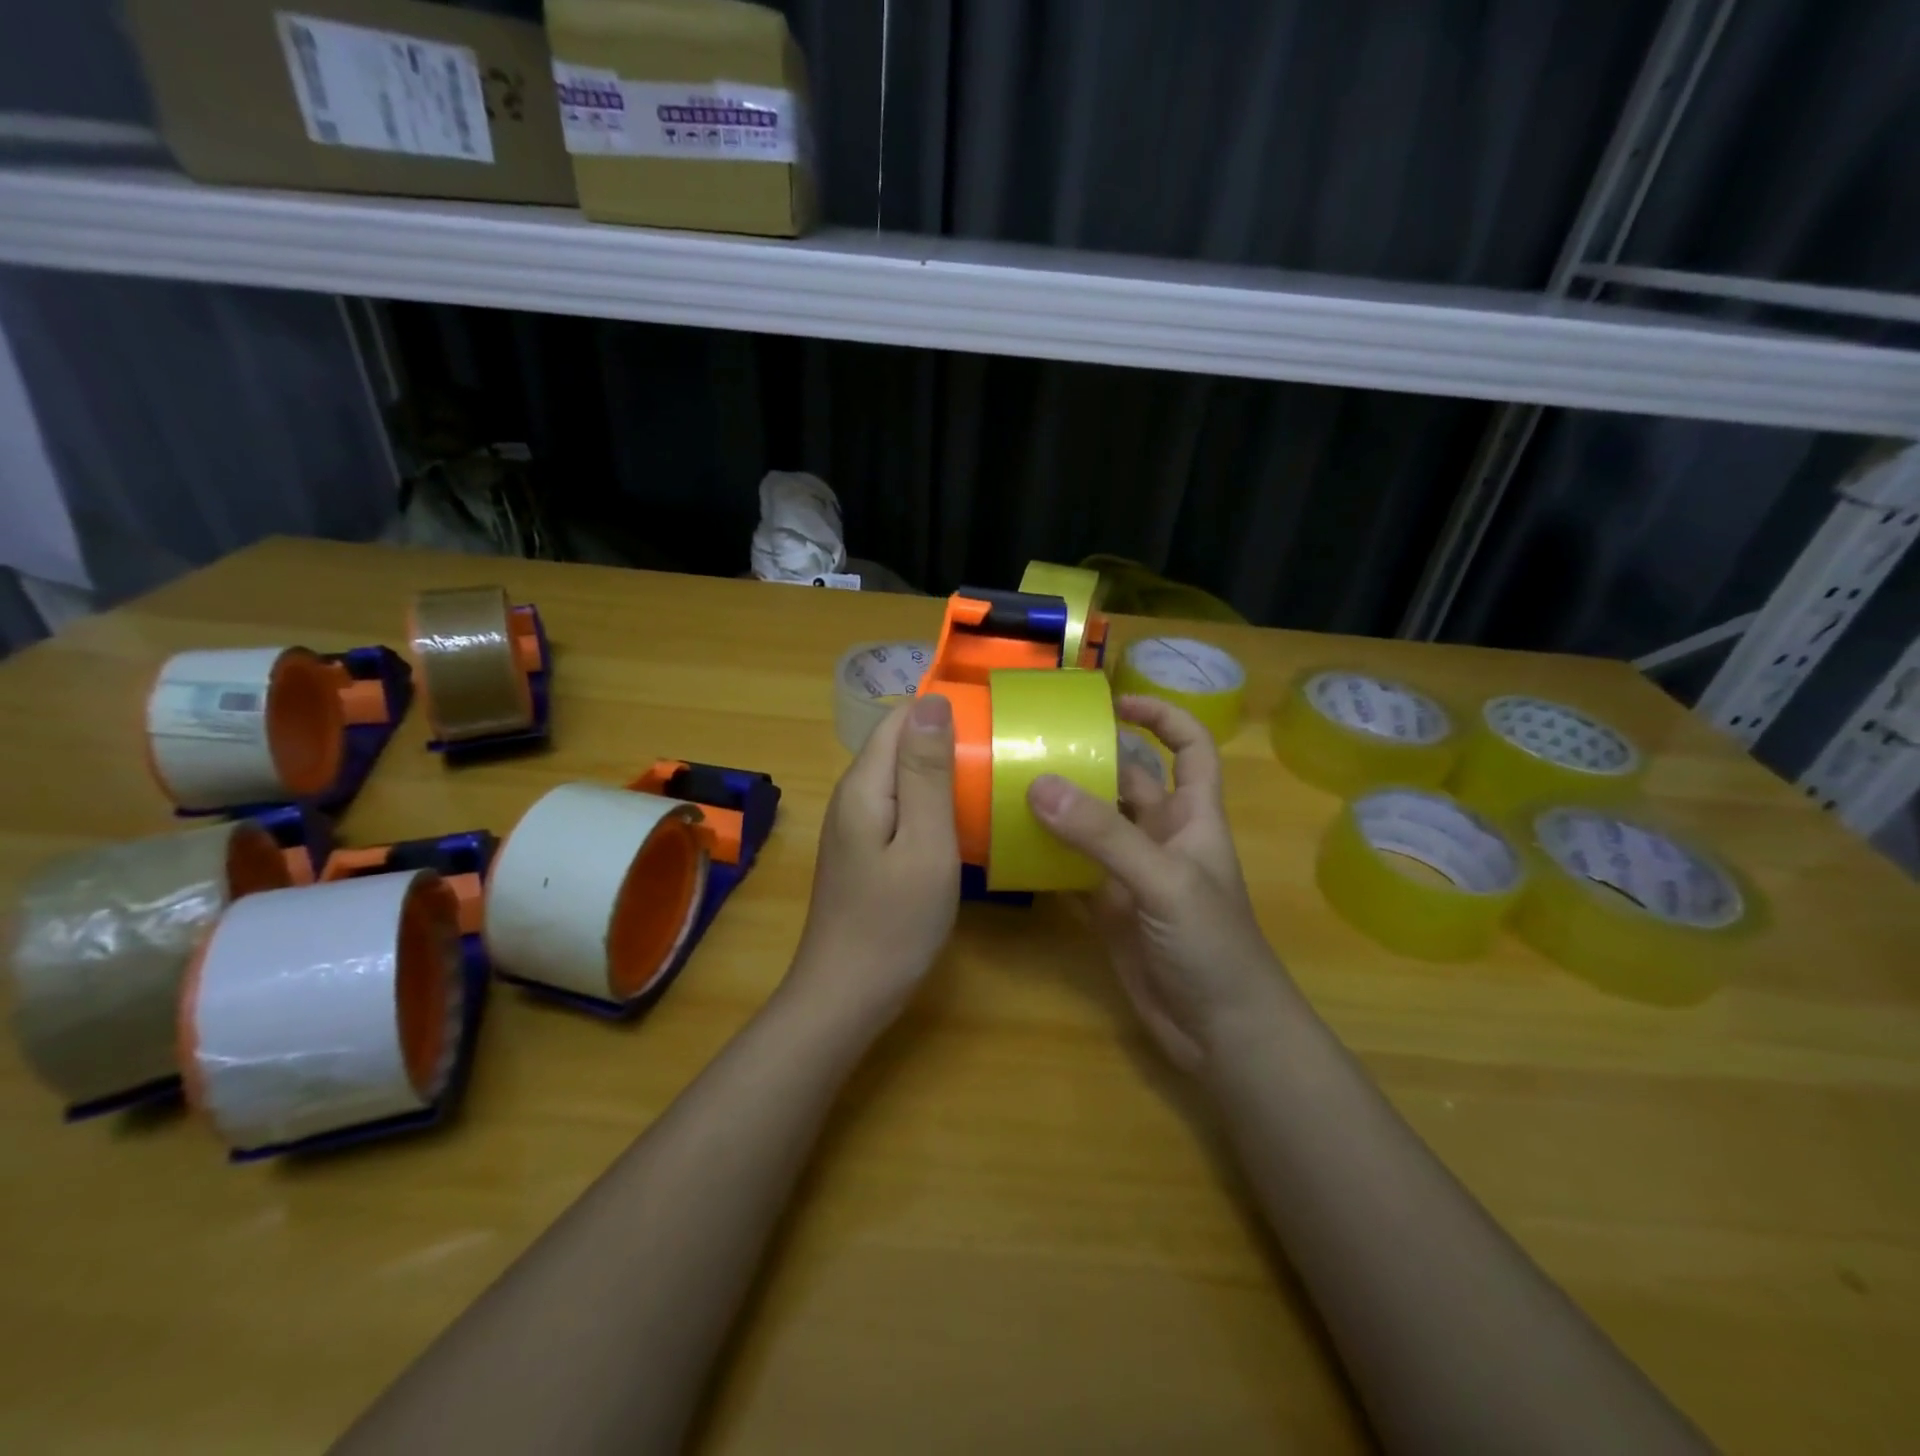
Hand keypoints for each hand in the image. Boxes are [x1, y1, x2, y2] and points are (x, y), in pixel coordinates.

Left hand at [789, 694, 959, 1026]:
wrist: (846, 996)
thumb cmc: (894, 923)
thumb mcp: (924, 843)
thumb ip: (927, 772)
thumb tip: (932, 700)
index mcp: (864, 785)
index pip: (899, 718)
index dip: (941, 711)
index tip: (990, 722)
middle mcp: (852, 796)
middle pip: (898, 744)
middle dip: (945, 740)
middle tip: (999, 755)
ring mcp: (855, 825)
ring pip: (901, 776)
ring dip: (941, 772)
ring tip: (989, 781)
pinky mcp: (864, 850)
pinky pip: (900, 806)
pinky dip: (931, 803)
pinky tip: (960, 821)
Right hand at [1027, 695, 1294, 1071]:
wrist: (1220, 1032)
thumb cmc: (1212, 945)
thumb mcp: (1163, 881)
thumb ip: (1104, 835)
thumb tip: (1039, 785)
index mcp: (1193, 817)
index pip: (1191, 748)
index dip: (1163, 717)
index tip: (1115, 702)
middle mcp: (1162, 837)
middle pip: (1128, 781)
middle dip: (1091, 759)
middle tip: (1034, 742)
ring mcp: (1132, 874)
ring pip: (1094, 825)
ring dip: (1061, 806)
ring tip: (1011, 782)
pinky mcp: (1108, 909)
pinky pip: (1072, 869)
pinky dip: (1046, 856)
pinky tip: (1011, 843)